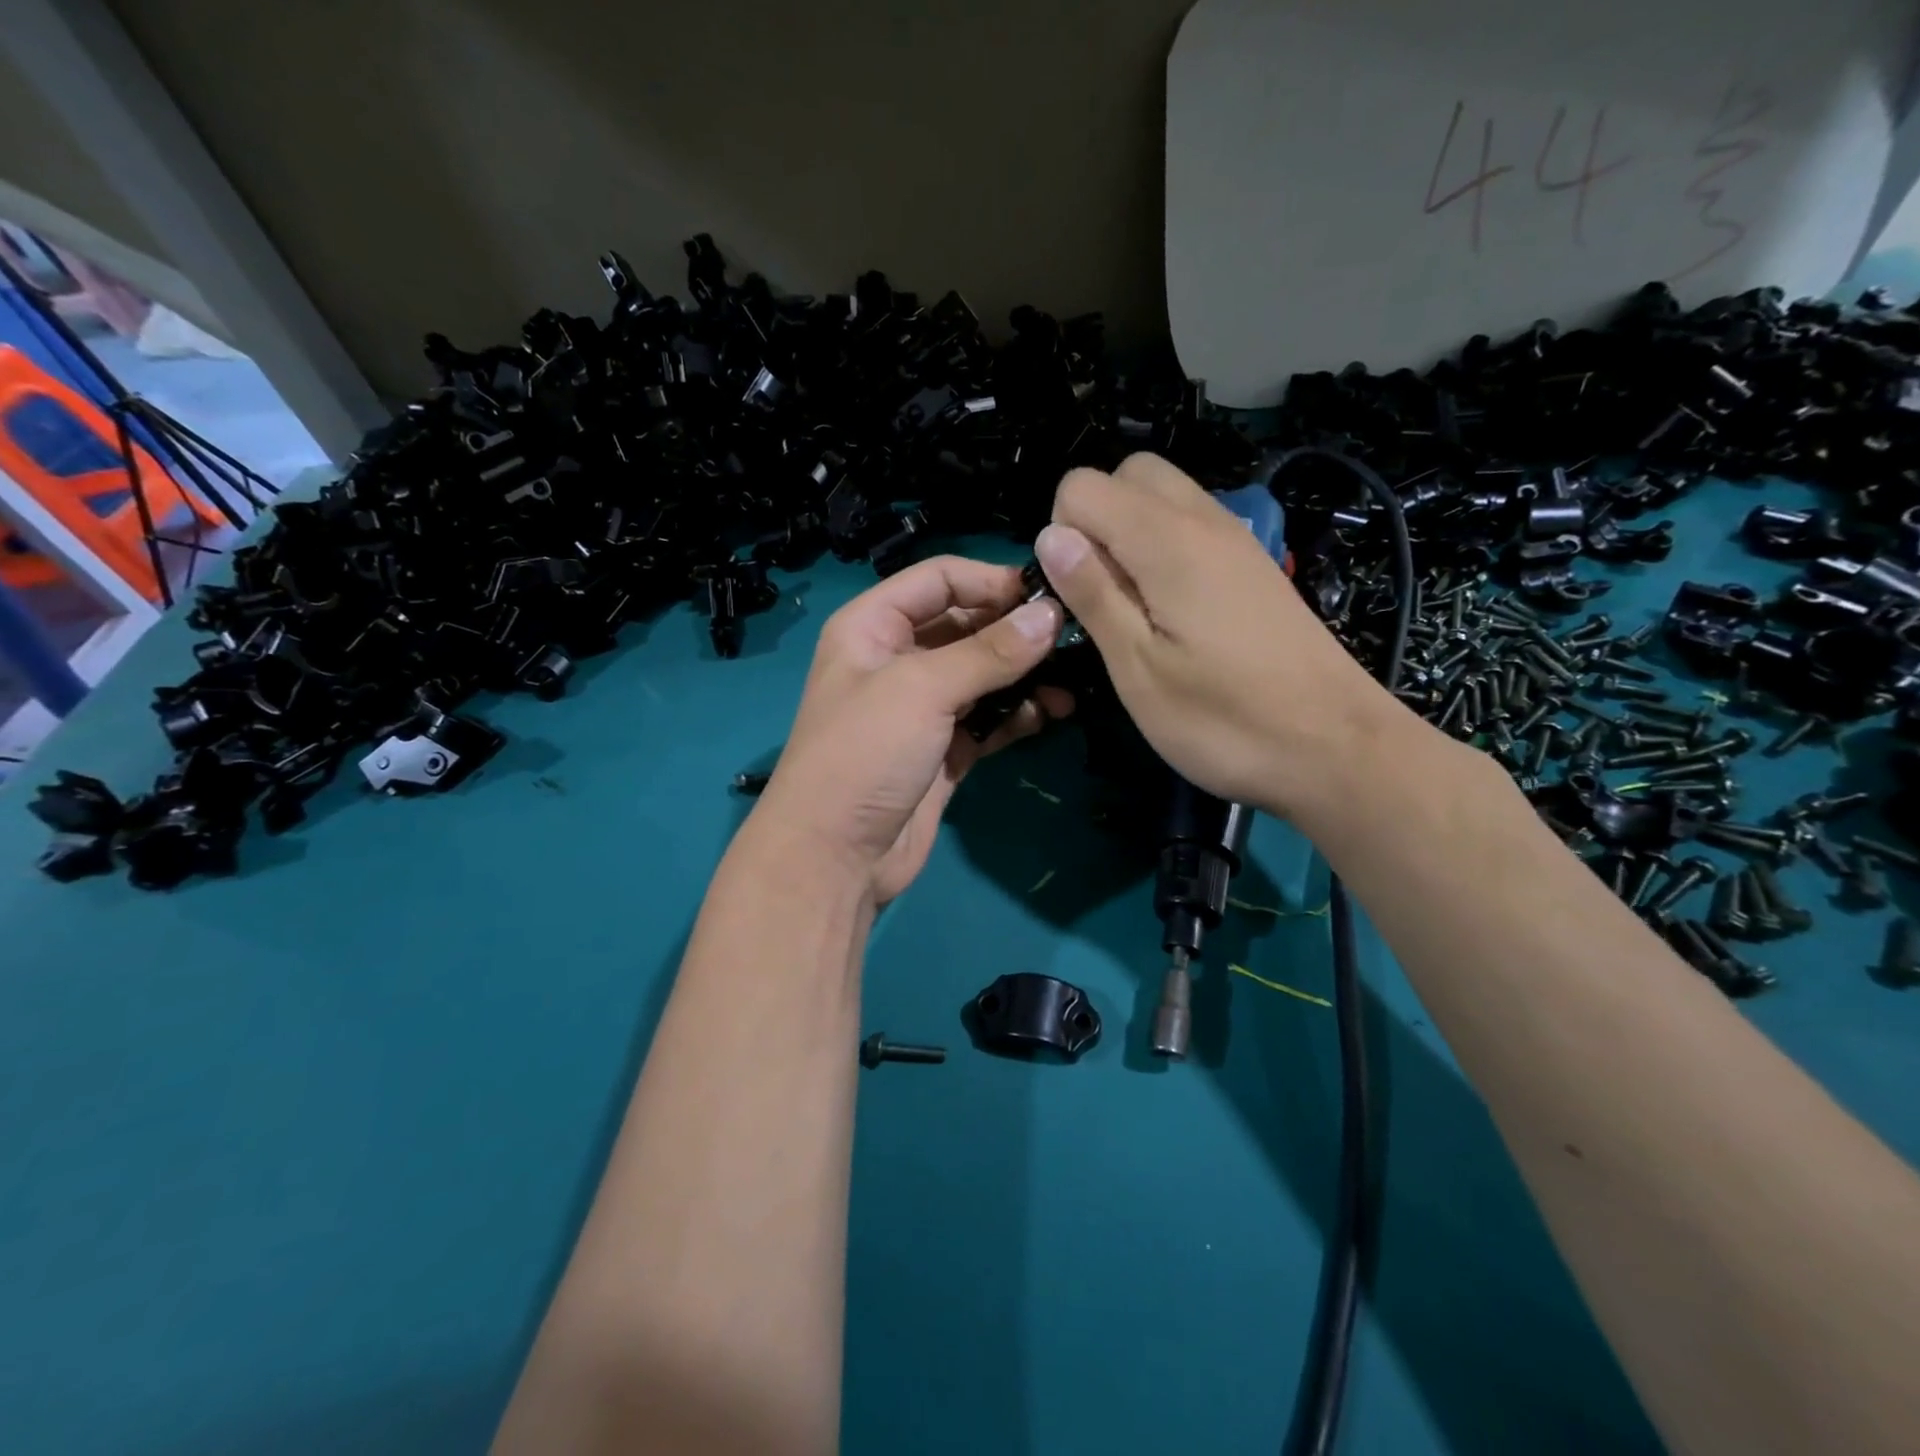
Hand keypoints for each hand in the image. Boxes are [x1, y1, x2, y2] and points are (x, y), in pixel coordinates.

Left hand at [748, 556, 1072, 903]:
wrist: (834, 857)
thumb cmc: (864, 754)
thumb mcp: (922, 690)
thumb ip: (989, 652)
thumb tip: (1051, 616)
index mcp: (872, 626)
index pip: (939, 579)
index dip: (991, 581)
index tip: (1047, 597)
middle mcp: (897, 659)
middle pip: (966, 625)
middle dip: (1016, 631)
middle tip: (1072, 639)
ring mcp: (922, 708)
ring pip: (983, 675)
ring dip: (1025, 676)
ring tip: (1070, 683)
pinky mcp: (944, 750)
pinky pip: (988, 718)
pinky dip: (1018, 714)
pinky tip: (1052, 713)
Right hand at [1034, 453, 1412, 824]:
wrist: (1335, 748)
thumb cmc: (1223, 719)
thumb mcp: (1138, 669)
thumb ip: (1093, 594)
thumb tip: (1051, 535)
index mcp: (1166, 541)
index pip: (1081, 487)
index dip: (1062, 537)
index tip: (1078, 598)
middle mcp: (1203, 520)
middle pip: (1128, 474)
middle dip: (1095, 521)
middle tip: (1103, 594)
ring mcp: (1235, 539)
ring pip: (1164, 496)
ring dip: (1130, 534)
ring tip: (1135, 608)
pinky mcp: (1253, 565)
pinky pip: (1193, 525)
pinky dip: (1165, 548)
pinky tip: (1174, 613)